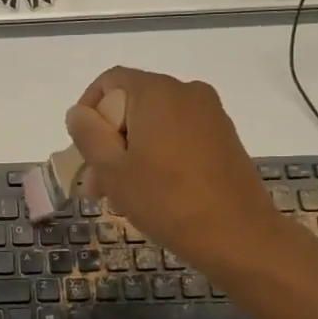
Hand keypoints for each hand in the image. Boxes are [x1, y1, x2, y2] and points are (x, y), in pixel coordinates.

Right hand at [66, 67, 286, 273]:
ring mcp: (210, 114)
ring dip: (132, 152)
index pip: (109, 82)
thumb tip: (78, 112)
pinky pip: (179, 135)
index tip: (83, 150)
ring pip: (155, 124)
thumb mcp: (112, 169)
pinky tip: (155, 192)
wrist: (238, 235)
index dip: (88, 111)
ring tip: (122, 195)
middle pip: (132, 104)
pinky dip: (159, 155)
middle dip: (109, 140)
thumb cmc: (166, 199)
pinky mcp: (224, 138)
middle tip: (97, 185)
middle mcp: (187, 92)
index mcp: (157, 91)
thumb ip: (88, 133)